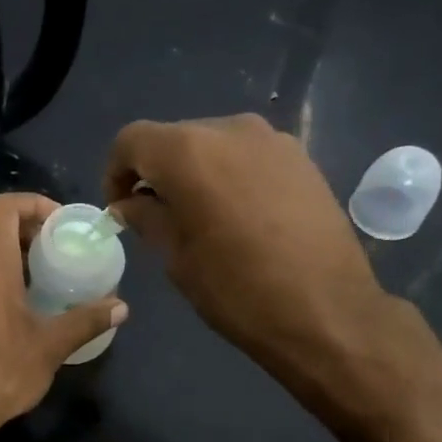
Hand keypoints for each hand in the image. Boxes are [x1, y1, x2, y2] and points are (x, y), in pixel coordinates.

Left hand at [0, 193, 126, 441]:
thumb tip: (121, 307)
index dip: (33, 203)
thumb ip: (87, 320)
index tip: (60, 224)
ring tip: (40, 273)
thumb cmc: (1, 371)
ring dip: (7, 250)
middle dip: (24, 226)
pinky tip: (16, 303)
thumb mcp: (51, 345)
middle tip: (55, 247)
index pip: (3, 206)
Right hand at [103, 114, 389, 372]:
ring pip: (213, 145)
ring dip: (195, 174)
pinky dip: (229, 176)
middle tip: (155, 218)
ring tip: (199, 219)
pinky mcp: (301, 157)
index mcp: (189, 152)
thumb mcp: (177, 259)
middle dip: (156, 173)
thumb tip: (129, 203)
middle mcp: (230, 129)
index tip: (119, 208)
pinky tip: (238, 218)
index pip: (132, 141)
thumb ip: (147, 219)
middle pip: (174, 139)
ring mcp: (272, 139)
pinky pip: (247, 156)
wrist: (326, 312)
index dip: (115, 172)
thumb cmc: (237, 291)